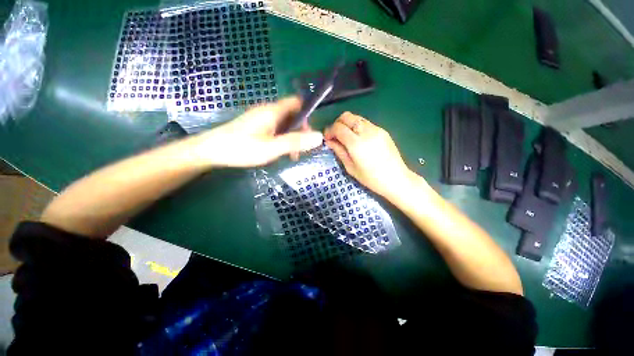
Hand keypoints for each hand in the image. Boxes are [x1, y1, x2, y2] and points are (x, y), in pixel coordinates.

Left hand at [194, 97, 322, 167]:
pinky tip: (279, 151)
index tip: (310, 132)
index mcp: (273, 111)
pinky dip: (282, 138)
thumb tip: (319, 137)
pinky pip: (275, 128)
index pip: (297, 102)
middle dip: (300, 130)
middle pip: (292, 114)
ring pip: (284, 123)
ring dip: (291, 136)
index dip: (307, 114)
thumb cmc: (242, 148)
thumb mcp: (272, 148)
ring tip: (292, 154)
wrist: (211, 151)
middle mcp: (268, 111)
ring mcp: (261, 118)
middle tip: (301, 148)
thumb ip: (295, 142)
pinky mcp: (256, 126)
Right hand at [324, 112, 415, 198]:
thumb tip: (329, 141)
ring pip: (356, 117)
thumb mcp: (351, 167)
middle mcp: (366, 132)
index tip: (327, 138)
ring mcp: (376, 129)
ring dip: (348, 124)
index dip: (330, 131)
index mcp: (356, 144)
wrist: (396, 178)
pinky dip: (357, 127)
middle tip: (335, 135)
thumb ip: (339, 151)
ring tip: (346, 137)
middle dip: (337, 123)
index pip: (338, 127)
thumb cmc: (371, 178)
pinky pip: (365, 123)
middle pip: (347, 116)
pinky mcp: (383, 130)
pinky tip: (358, 138)